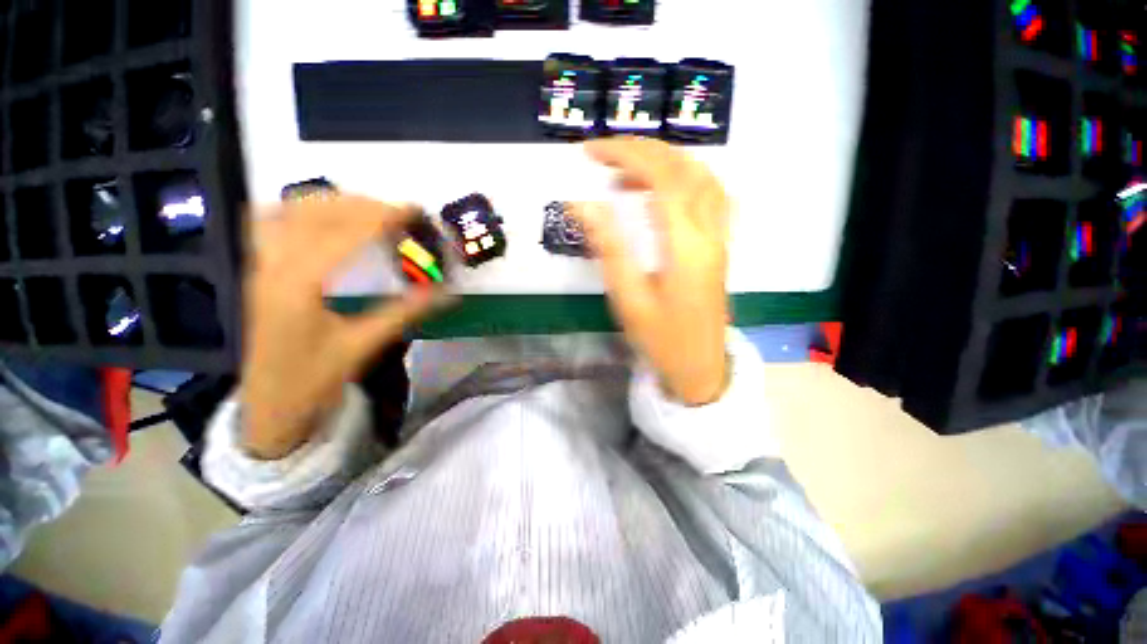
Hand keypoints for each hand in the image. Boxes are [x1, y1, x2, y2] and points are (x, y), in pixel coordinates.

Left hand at [242, 196, 447, 458]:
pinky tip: (321, 219)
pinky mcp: (259, 271)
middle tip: (399, 214)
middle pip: (316, 212)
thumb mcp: (365, 345)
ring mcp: (260, 264)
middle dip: (362, 205)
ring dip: (333, 203)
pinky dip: (299, 211)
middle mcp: (272, 264)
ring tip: (368, 212)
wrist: (271, 407)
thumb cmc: (315, 380)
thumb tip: (448, 292)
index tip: (414, 210)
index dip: (382, 216)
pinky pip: (270, 223)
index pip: (343, 232)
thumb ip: (406, 312)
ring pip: (290, 211)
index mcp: (298, 284)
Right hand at [574, 138, 730, 405]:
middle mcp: (710, 232)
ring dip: (665, 162)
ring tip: (627, 172)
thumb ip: (609, 247)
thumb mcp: (629, 299)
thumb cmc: (661, 340)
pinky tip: (662, 189)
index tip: (590, 152)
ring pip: (702, 177)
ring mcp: (720, 238)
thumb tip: (583, 204)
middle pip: (684, 169)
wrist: (699, 368)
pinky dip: (684, 178)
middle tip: (604, 155)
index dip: (626, 155)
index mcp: (686, 246)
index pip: (661, 178)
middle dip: (642, 151)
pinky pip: (710, 195)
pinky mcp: (719, 246)